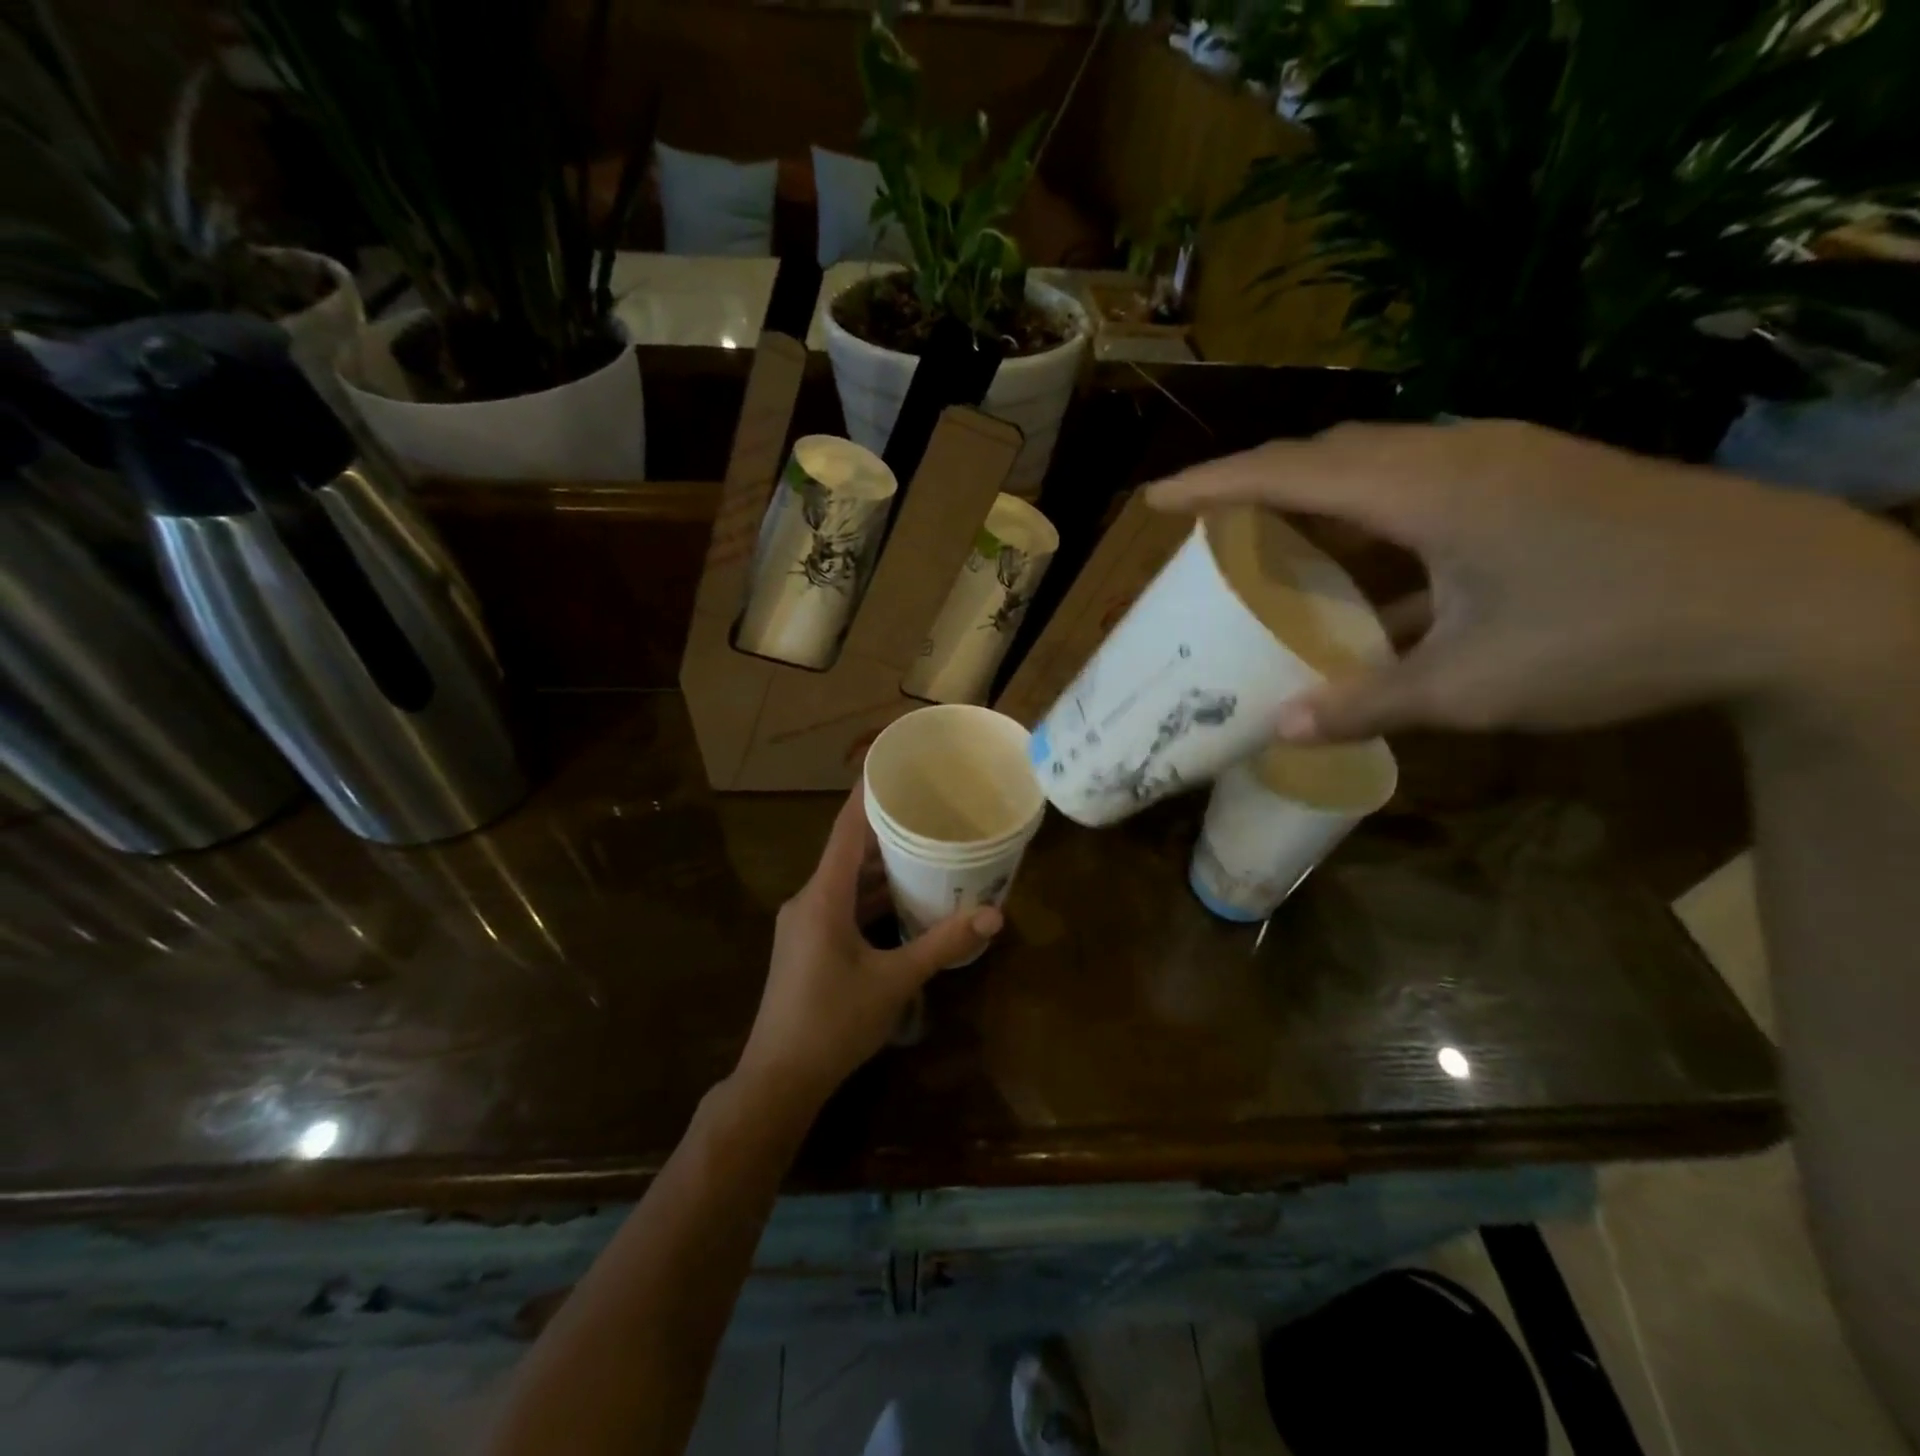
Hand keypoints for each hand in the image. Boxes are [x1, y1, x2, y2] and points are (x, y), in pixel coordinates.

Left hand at [734, 787, 1001, 1111]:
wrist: (779, 1079)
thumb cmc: (833, 1022)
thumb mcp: (894, 982)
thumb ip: (942, 944)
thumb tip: (994, 915)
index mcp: (822, 896)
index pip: (845, 829)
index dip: (867, 794)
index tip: (893, 765)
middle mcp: (809, 900)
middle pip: (848, 851)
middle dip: (886, 830)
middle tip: (928, 808)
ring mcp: (806, 924)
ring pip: (847, 882)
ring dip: (881, 867)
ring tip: (925, 846)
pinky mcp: (809, 946)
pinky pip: (843, 906)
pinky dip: (872, 897)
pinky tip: (904, 898)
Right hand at [1148, 420, 1919, 742]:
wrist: (1795, 599)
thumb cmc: (1616, 636)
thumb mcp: (1473, 686)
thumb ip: (1367, 704)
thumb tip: (1280, 730)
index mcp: (1429, 490)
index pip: (1293, 471)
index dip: (1216, 483)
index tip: (1156, 500)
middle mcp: (1457, 454)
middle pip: (1330, 450)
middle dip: (1257, 477)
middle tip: (1206, 518)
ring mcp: (1502, 460)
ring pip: (1377, 459)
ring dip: (1315, 490)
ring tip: (1271, 530)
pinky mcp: (1533, 478)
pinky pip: (1421, 481)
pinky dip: (1371, 512)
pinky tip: (1368, 566)